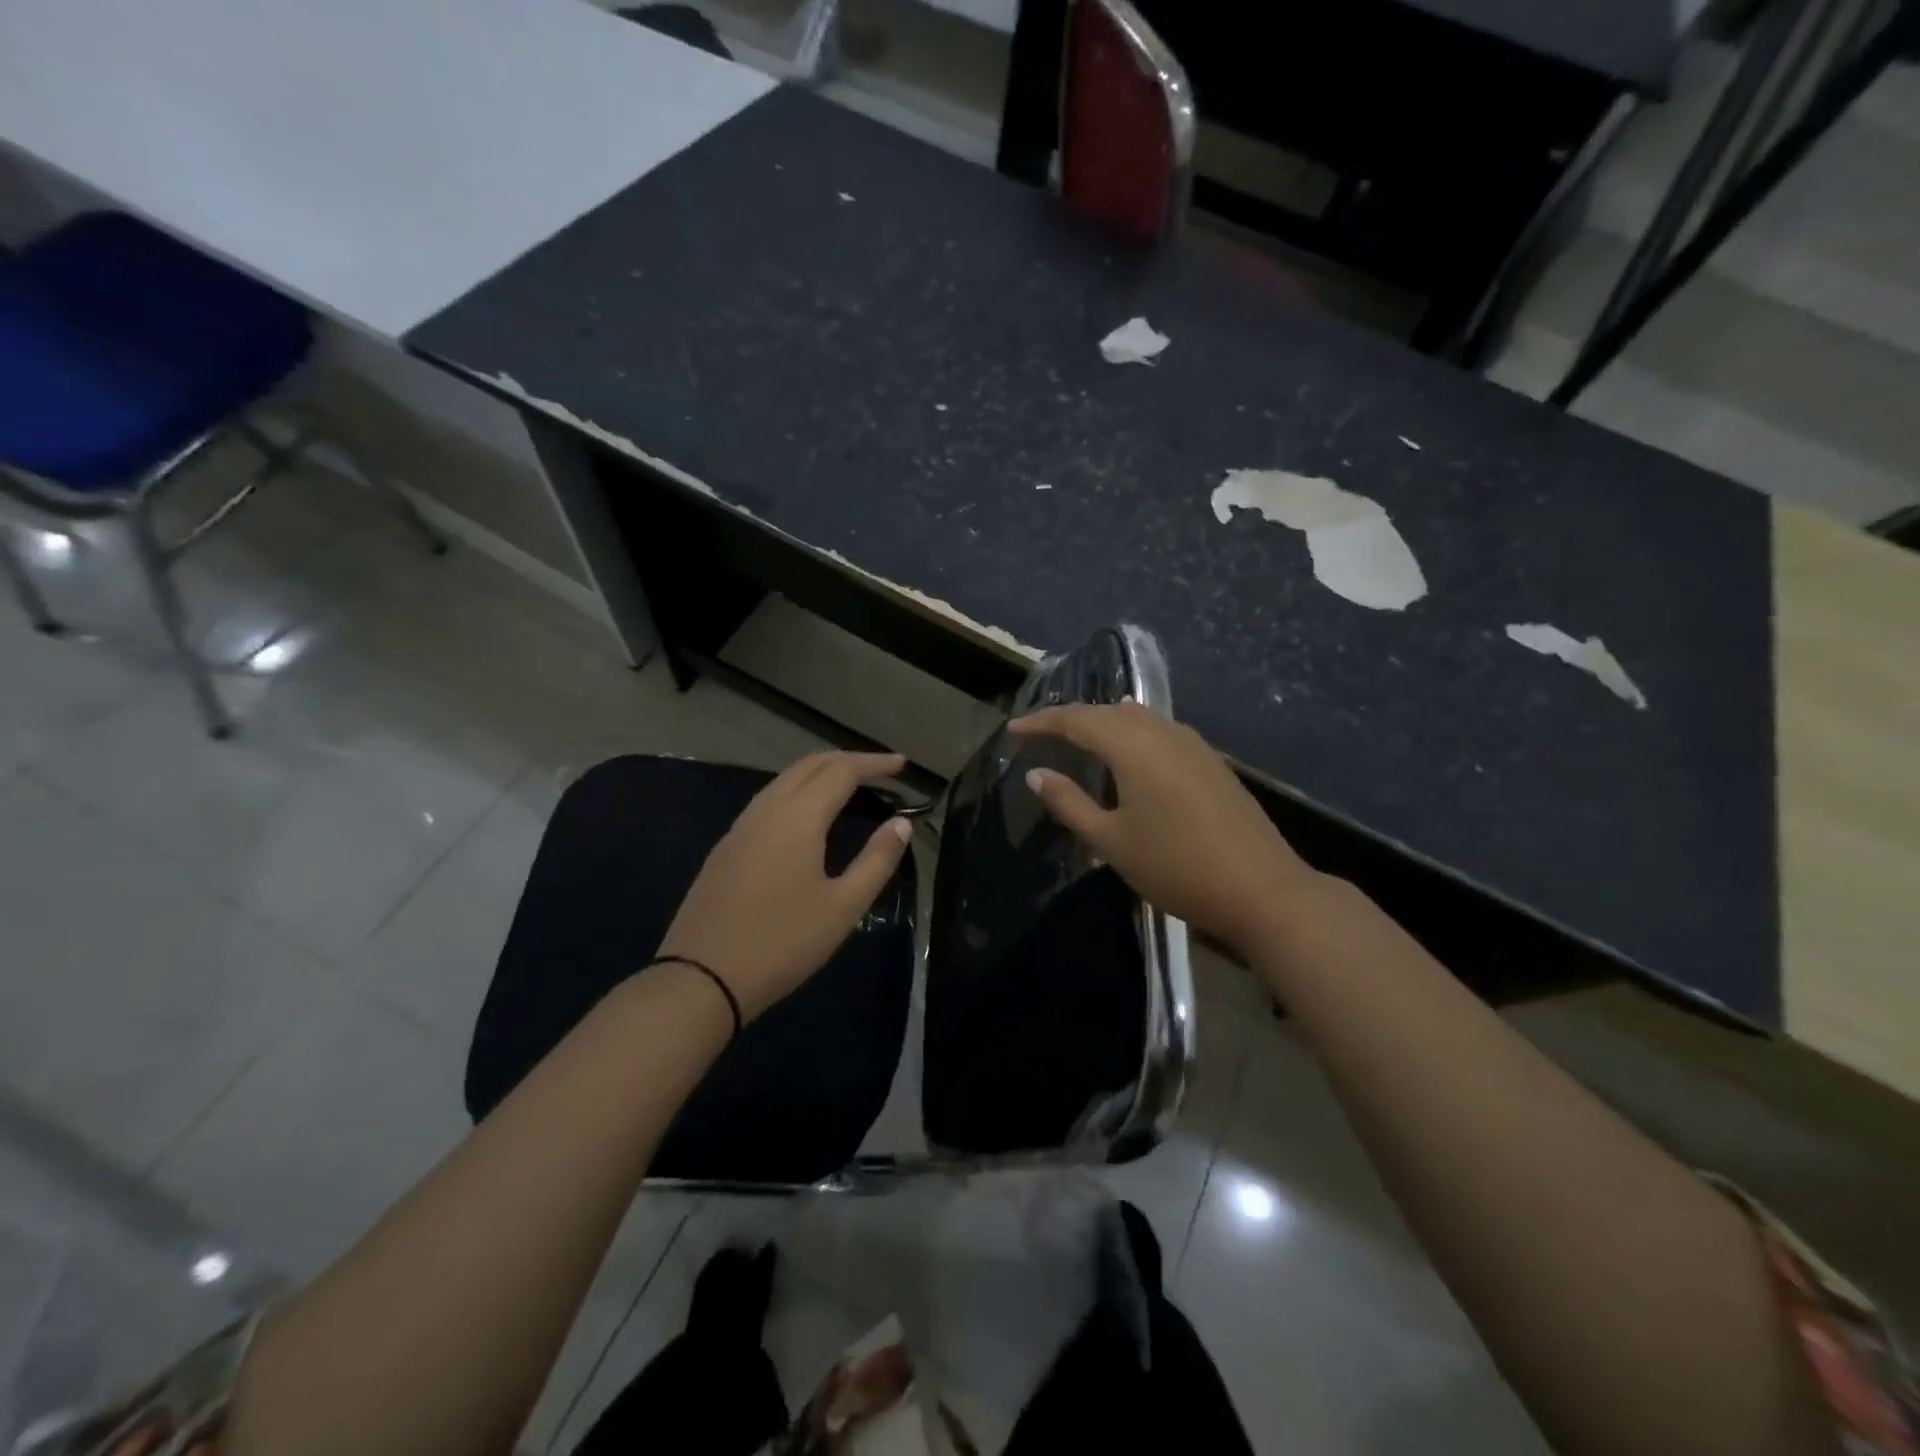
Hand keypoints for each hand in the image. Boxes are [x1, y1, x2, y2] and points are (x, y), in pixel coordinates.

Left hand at [656, 752, 912, 1021]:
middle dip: (848, 760)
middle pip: (810, 765)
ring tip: (850, 788)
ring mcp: (740, 827)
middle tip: (881, 771)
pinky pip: (768, 800)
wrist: (701, 979)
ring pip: (785, 780)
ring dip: (821, 774)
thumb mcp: (843, 907)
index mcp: (797, 818)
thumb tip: (901, 823)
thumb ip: (876, 860)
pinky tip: (808, 817)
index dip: (875, 763)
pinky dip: (798, 793)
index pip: (842, 771)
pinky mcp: (726, 847)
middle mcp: (766, 810)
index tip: (902, 765)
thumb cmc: (782, 943)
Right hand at [1008, 702, 1322, 953]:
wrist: (1262, 889)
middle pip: (1106, 713)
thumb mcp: (1111, 840)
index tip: (1013, 730)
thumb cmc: (1176, 866)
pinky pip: (1159, 731)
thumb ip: (1070, 803)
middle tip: (1039, 734)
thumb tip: (1037, 775)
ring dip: (1103, 723)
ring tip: (1078, 738)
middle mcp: (1162, 732)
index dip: (1041, 723)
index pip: (1076, 720)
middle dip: (1070, 719)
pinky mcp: (1211, 761)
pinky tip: (1128, 750)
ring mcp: (1192, 744)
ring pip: (1137, 718)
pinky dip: (1131, 733)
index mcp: (1132, 746)